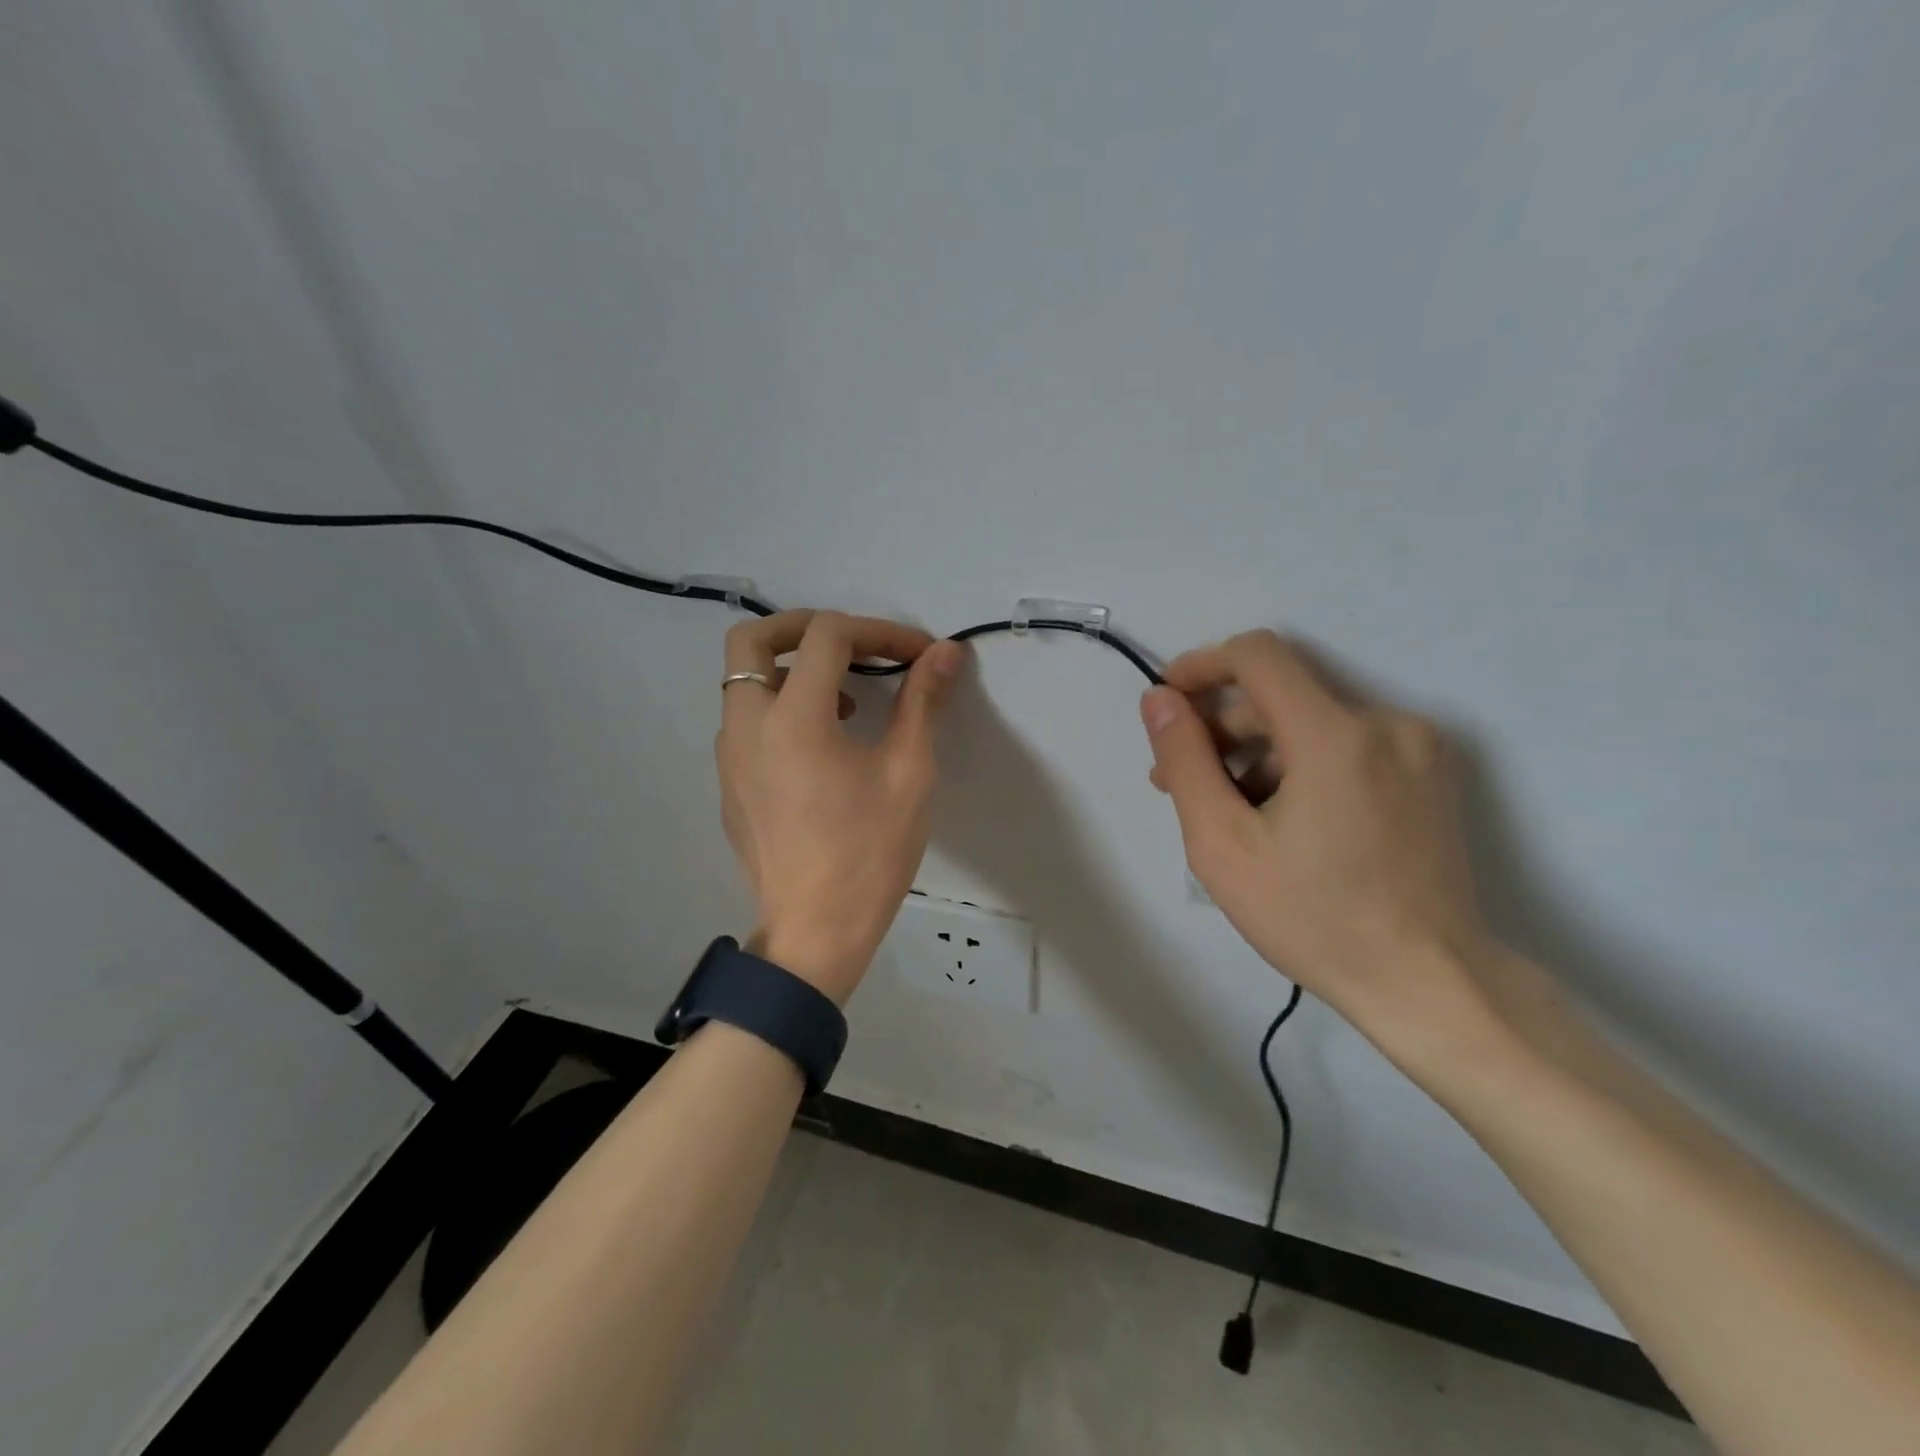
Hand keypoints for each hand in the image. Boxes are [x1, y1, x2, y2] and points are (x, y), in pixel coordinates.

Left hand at [716, 610, 964, 1003]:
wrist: (815, 933)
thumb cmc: (869, 854)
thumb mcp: (908, 773)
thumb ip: (922, 702)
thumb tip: (945, 652)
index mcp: (792, 718)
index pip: (827, 636)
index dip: (878, 630)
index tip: (917, 654)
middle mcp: (746, 725)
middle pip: (753, 639)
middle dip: (805, 628)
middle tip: (854, 647)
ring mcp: (728, 757)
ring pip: (744, 682)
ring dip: (793, 671)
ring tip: (847, 703)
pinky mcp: (728, 785)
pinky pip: (746, 722)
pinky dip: (780, 708)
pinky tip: (823, 748)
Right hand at [1140, 630, 1494, 1052]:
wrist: (1431, 984)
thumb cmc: (1313, 918)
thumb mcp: (1222, 843)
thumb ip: (1184, 760)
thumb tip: (1158, 699)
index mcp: (1335, 735)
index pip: (1258, 655)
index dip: (1202, 665)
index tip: (1168, 701)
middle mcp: (1386, 722)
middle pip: (1281, 695)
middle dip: (1222, 729)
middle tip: (1180, 784)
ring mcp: (1417, 748)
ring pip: (1312, 723)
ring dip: (1258, 753)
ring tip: (1228, 813)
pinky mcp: (1430, 774)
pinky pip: (1346, 746)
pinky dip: (1301, 766)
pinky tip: (1281, 820)